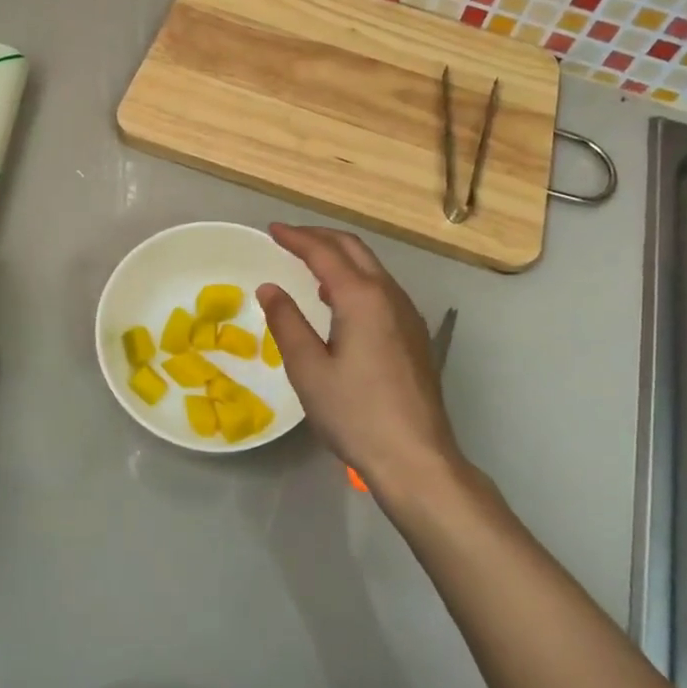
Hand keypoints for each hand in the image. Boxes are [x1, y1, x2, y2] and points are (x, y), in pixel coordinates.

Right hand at [257, 223, 461, 493]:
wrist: (417, 458)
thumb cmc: (356, 414)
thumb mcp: (309, 370)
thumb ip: (287, 322)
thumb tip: (269, 288)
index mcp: (362, 297)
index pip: (324, 252)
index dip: (296, 237)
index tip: (272, 229)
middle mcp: (389, 295)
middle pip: (353, 248)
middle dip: (320, 237)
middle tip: (289, 239)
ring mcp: (407, 314)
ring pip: (371, 266)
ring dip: (340, 256)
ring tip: (310, 264)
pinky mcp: (415, 334)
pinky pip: (381, 288)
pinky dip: (356, 277)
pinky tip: (340, 301)